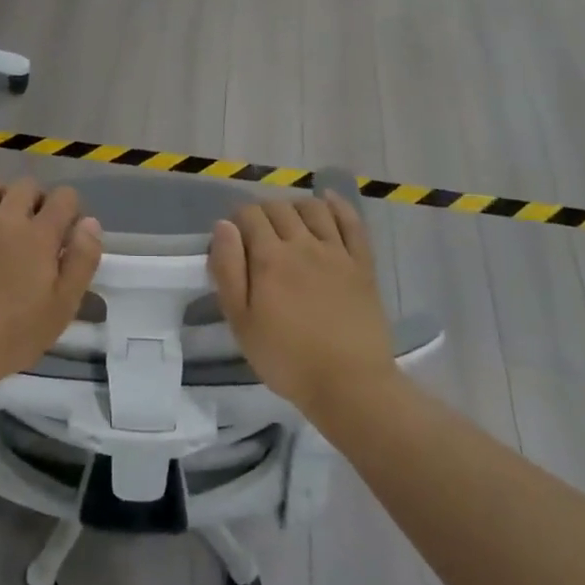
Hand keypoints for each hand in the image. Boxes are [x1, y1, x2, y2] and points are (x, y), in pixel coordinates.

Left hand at [0, 179, 101, 405]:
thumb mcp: (63, 307)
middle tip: (40, 233)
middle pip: (28, 185)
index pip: (64, 197)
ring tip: (8, 222)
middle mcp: (6, 219)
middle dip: (40, 201)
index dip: (72, 211)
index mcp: (38, 236)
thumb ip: (82, 261)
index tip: (68, 238)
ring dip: (6, 196)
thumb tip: (90, 223)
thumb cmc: (13, 334)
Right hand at [209, 194, 397, 419]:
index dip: (236, 220)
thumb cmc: (286, 359)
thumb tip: (223, 226)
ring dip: (295, 206)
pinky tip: (327, 200)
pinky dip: (338, 205)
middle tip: (257, 234)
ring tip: (288, 221)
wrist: (350, 385)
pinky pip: (351, 222)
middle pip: (278, 207)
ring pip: (313, 208)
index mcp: (269, 258)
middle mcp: (302, 244)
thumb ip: (228, 270)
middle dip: (262, 212)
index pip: (248, 215)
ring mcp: (336, 251)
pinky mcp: (362, 264)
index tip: (233, 239)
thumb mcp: (241, 322)